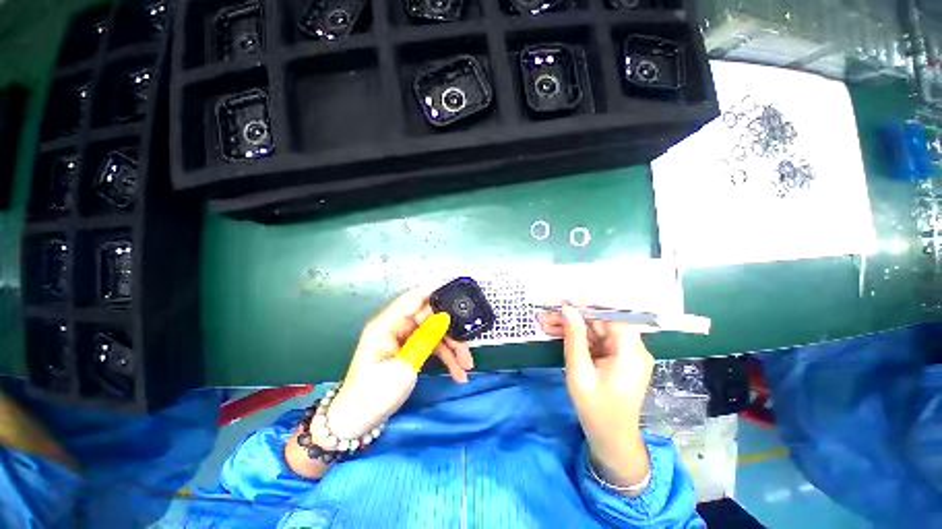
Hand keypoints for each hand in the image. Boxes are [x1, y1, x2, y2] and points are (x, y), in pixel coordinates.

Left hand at [346, 285, 474, 385]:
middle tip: (469, 344)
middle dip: (452, 330)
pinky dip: (446, 357)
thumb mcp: (404, 367)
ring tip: (467, 366)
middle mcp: (397, 326)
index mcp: (387, 324)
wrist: (358, 422)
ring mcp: (404, 338)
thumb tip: (444, 317)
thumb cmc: (374, 394)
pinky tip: (458, 373)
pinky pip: (432, 346)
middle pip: (430, 317)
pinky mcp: (410, 350)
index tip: (458, 284)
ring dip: (453, 347)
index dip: (435, 288)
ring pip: (435, 333)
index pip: (414, 297)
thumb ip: (425, 339)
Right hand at [538, 305, 653, 494]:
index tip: (566, 299)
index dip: (590, 304)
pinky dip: (575, 337)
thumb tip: (567, 309)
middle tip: (545, 313)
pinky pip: (594, 341)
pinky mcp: (614, 358)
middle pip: (600, 322)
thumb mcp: (580, 373)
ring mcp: (623, 353)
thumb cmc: (596, 410)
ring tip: (543, 323)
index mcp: (630, 352)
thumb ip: (574, 339)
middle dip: (572, 317)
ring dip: (570, 326)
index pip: (614, 316)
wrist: (610, 439)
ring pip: (594, 330)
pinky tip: (555, 332)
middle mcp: (631, 348)